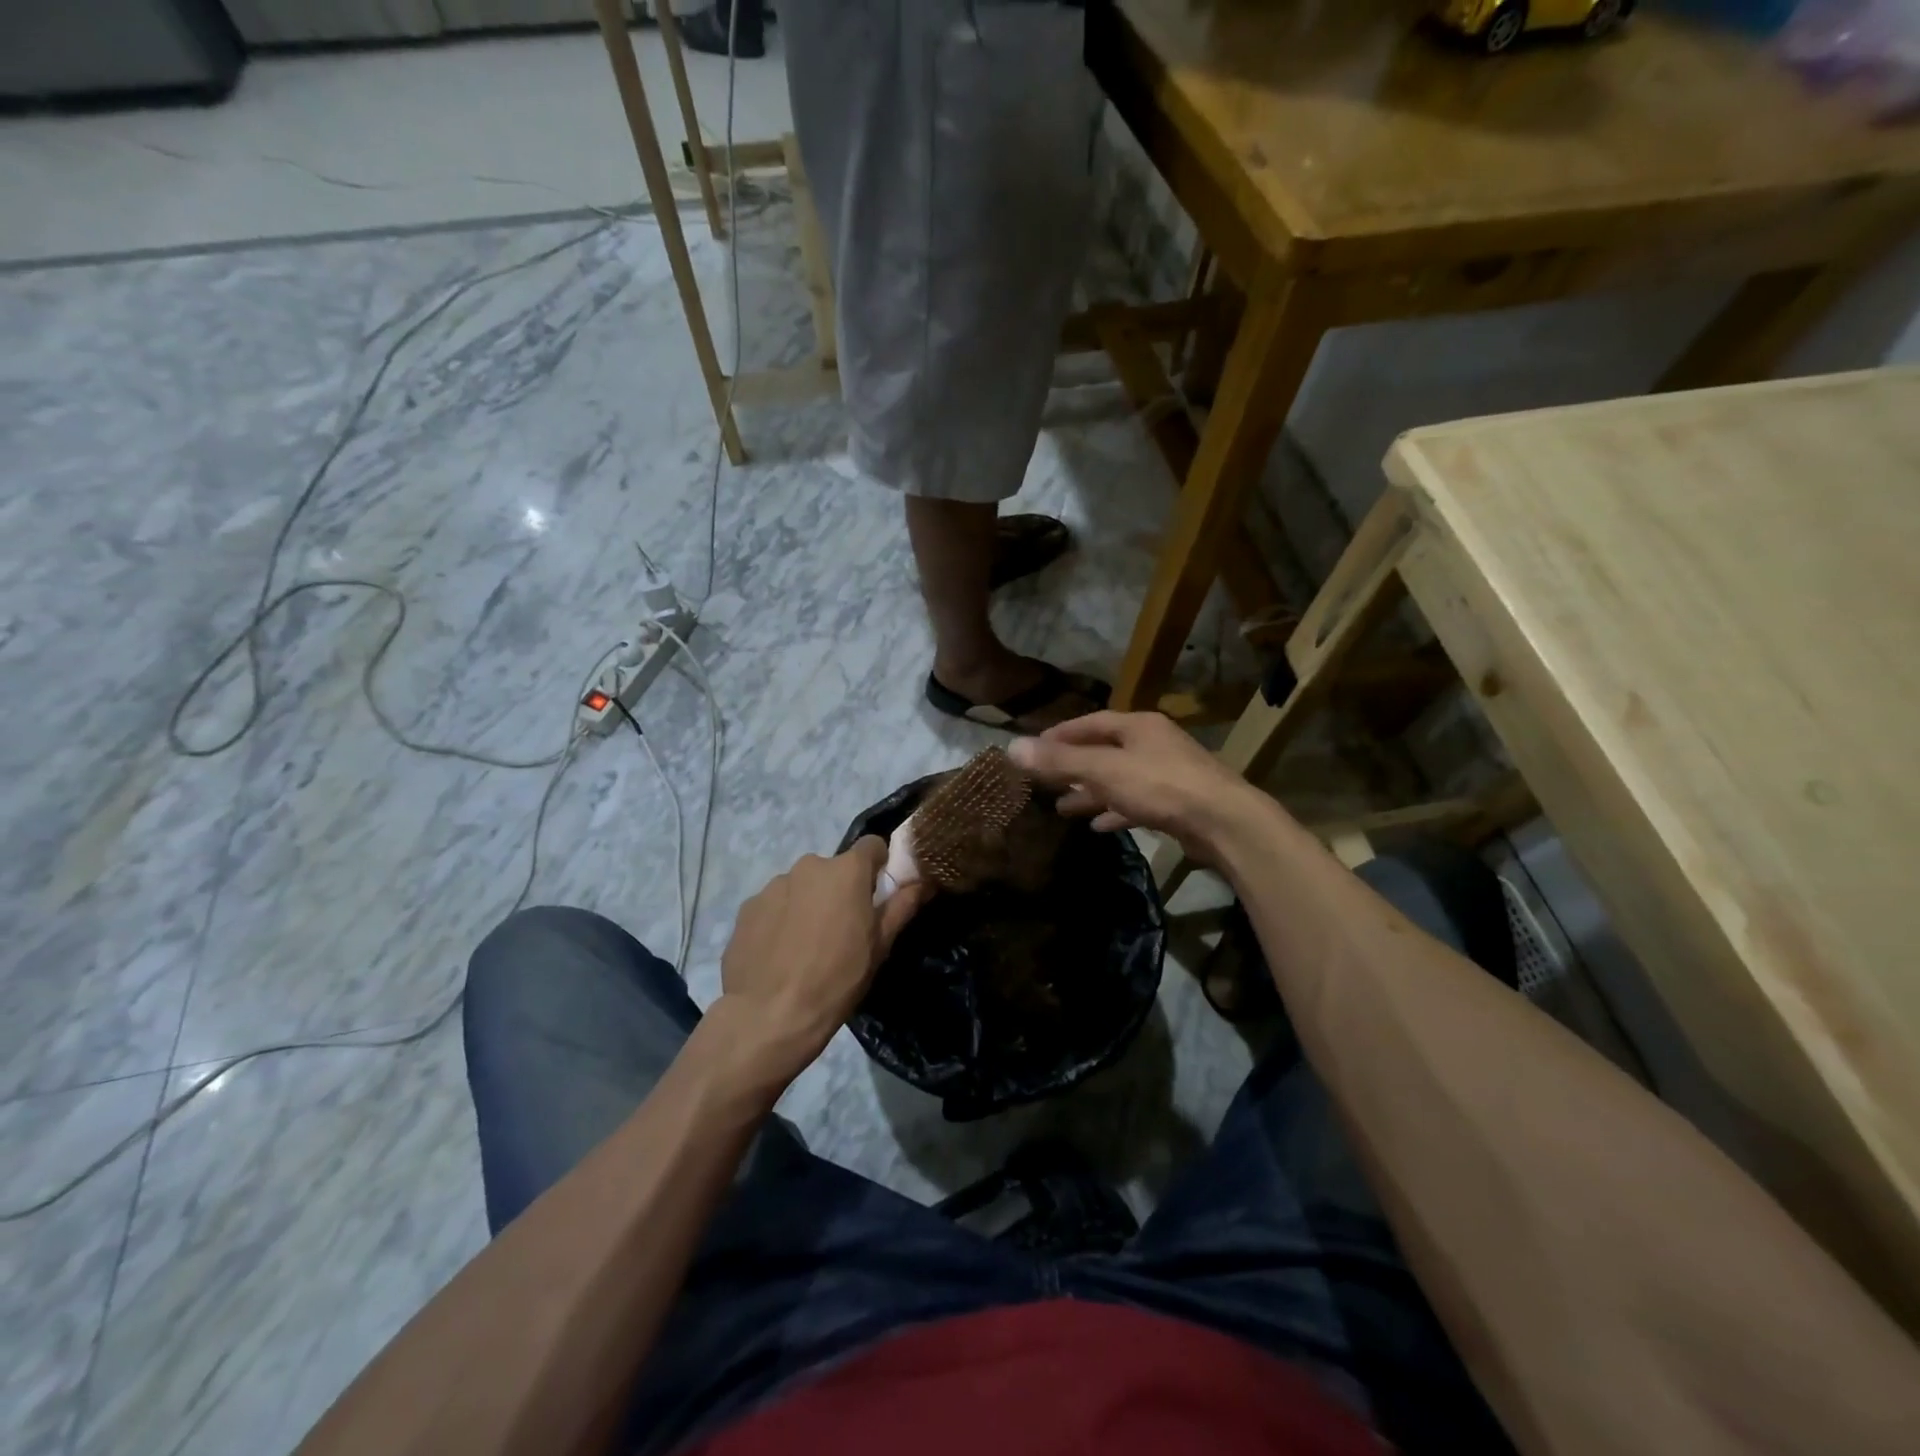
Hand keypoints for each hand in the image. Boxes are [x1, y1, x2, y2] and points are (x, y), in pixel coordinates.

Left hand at [718, 838, 929, 1080]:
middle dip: (840, 890)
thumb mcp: (880, 946)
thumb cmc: (837, 978)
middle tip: (842, 929)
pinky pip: (774, 905)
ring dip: (809, 904)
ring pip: (802, 886)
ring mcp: (774, 885)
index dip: (878, 867)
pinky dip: (781, 919)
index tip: (877, 895)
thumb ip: (902, 906)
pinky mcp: (747, 907)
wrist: (770, 1015)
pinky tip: (781, 953)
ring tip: (807, 946)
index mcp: (846, 871)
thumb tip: (923, 881)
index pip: (871, 846)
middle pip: (834, 869)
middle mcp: (809, 866)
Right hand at [1008, 711, 1269, 863]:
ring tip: (1062, 807)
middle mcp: (1153, 744)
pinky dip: (1114, 811)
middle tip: (1043, 782)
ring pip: (1118, 779)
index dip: (1059, 735)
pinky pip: (1136, 803)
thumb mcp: (1104, 771)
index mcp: (1137, 726)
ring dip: (1090, 792)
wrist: (1224, 822)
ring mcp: (1167, 773)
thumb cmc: (1161, 786)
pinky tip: (1098, 826)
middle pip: (1103, 751)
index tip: (1034, 749)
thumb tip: (1012, 748)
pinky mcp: (1176, 803)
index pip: (1089, 723)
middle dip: (1072, 768)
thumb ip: (1059, 761)